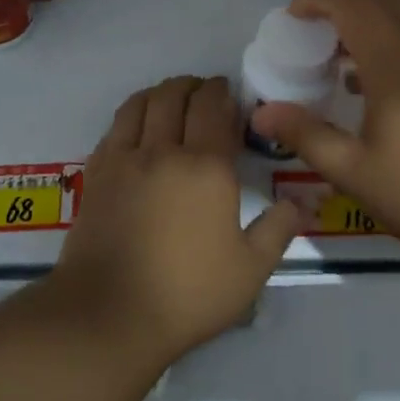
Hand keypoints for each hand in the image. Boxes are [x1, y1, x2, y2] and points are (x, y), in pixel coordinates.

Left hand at [51, 75, 299, 367]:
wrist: (109, 314)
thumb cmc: (187, 294)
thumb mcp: (249, 270)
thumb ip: (278, 229)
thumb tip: (302, 203)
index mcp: (207, 167)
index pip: (214, 107)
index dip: (222, 92)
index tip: (229, 93)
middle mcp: (164, 151)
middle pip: (175, 95)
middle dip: (193, 86)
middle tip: (204, 94)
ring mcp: (125, 159)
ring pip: (141, 103)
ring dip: (160, 92)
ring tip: (171, 100)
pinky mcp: (97, 173)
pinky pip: (115, 126)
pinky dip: (132, 114)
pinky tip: (138, 127)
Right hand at [250, 0, 399, 268]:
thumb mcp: (354, 171)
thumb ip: (306, 136)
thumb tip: (262, 113)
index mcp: (395, 65)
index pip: (353, 6)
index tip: (293, 14)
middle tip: (316, 25)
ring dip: (372, 19)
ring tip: (342, 56)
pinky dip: (394, 41)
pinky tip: (378, 88)